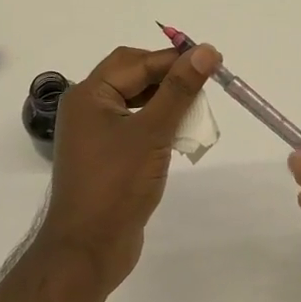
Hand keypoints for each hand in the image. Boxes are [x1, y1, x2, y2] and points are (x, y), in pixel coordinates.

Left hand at [37, 42, 219, 293]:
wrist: (88, 250)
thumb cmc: (117, 185)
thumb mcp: (153, 132)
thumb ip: (180, 89)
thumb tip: (205, 50)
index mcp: (89, 95)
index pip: (136, 61)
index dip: (174, 58)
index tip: (212, 60)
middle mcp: (88, 108)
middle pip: (134, 76)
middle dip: (170, 78)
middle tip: (205, 83)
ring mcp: (96, 134)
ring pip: (137, 101)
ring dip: (167, 101)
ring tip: (197, 110)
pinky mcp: (107, 156)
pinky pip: (136, 126)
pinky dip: (159, 124)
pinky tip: (181, 135)